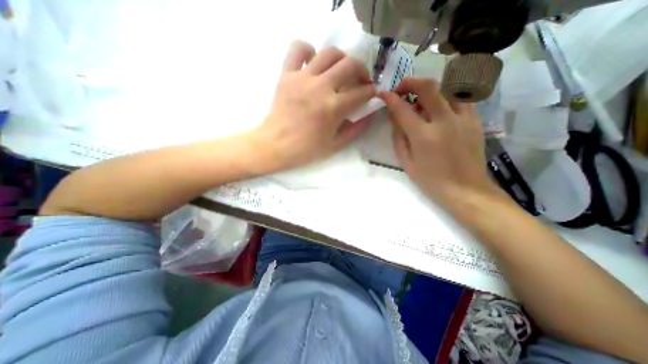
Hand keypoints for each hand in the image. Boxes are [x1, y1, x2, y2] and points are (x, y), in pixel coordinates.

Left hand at [253, 40, 374, 170]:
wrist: (275, 146)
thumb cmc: (305, 149)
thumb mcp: (335, 145)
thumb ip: (355, 129)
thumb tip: (370, 114)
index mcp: (334, 108)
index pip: (362, 92)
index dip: (371, 92)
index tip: (371, 94)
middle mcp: (321, 88)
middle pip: (350, 65)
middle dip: (362, 71)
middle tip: (360, 80)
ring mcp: (302, 78)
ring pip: (329, 52)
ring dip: (341, 58)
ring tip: (341, 70)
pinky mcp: (286, 75)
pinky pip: (297, 49)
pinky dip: (308, 50)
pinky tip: (312, 62)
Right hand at [377, 77, 497, 207]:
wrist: (465, 190)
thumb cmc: (431, 180)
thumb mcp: (406, 162)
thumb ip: (399, 137)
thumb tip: (395, 117)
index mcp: (423, 136)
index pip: (402, 109)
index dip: (390, 98)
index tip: (383, 94)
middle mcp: (444, 121)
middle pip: (428, 87)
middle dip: (410, 82)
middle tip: (401, 89)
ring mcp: (463, 118)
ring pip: (448, 87)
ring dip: (430, 87)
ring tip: (420, 98)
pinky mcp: (475, 120)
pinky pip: (461, 97)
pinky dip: (446, 95)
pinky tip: (439, 105)